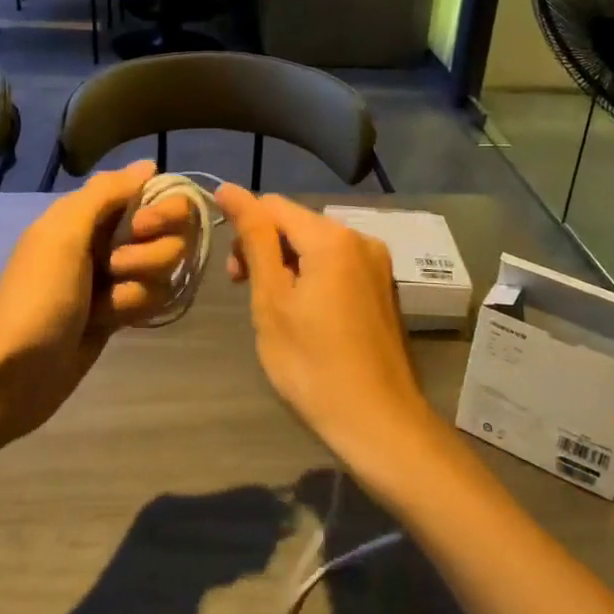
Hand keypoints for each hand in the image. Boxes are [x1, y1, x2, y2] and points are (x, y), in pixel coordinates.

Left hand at [0, 162, 190, 443]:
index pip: (155, 194)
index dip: (161, 211)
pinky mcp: (121, 309)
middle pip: (170, 233)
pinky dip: (134, 309)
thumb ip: (106, 193)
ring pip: (164, 269)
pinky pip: (154, 297)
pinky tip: (109, 322)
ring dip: (137, 288)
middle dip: (151, 255)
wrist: (15, 373)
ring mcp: (117, 276)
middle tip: (115, 268)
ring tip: (104, 306)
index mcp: (91, 212)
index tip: (142, 228)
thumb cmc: (38, 296)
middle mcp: (109, 237)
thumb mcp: (63, 234)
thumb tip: (149, 165)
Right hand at [216, 187, 435, 471]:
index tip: (231, 273)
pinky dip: (312, 277)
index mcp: (332, 237)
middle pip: (297, 223)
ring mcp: (377, 263)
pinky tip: (305, 314)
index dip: (242, 227)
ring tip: (274, 308)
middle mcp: (360, 238)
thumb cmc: (312, 365)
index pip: (273, 206)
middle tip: (246, 293)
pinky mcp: (382, 287)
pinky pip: (337, 265)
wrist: (379, 422)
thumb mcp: (272, 300)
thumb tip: (230, 190)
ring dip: (287, 265)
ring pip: (316, 245)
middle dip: (265, 248)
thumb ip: (254, 239)